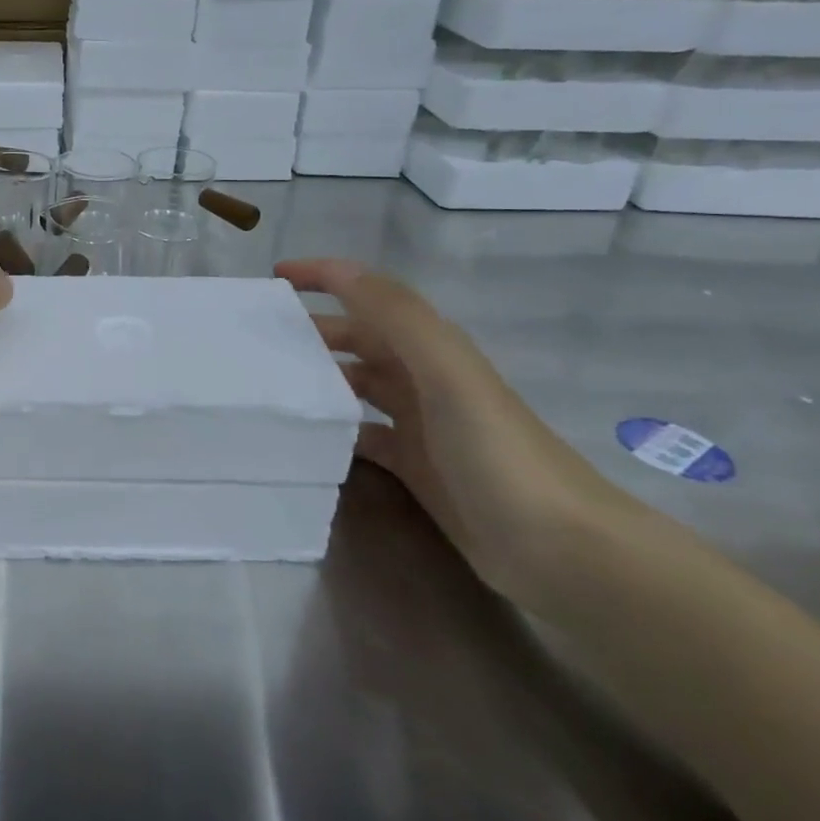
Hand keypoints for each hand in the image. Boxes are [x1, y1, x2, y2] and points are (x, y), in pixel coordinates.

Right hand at [277, 258, 623, 608]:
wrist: (562, 550)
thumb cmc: (498, 452)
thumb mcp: (448, 373)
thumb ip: (398, 317)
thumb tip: (340, 270)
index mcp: (432, 348)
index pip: (371, 295)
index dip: (326, 277)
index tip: (275, 275)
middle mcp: (424, 379)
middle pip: (359, 339)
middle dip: (312, 329)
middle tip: (257, 336)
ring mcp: (420, 425)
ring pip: (357, 386)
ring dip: (319, 377)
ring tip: (269, 382)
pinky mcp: (416, 467)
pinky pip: (363, 436)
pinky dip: (335, 430)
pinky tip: (305, 436)